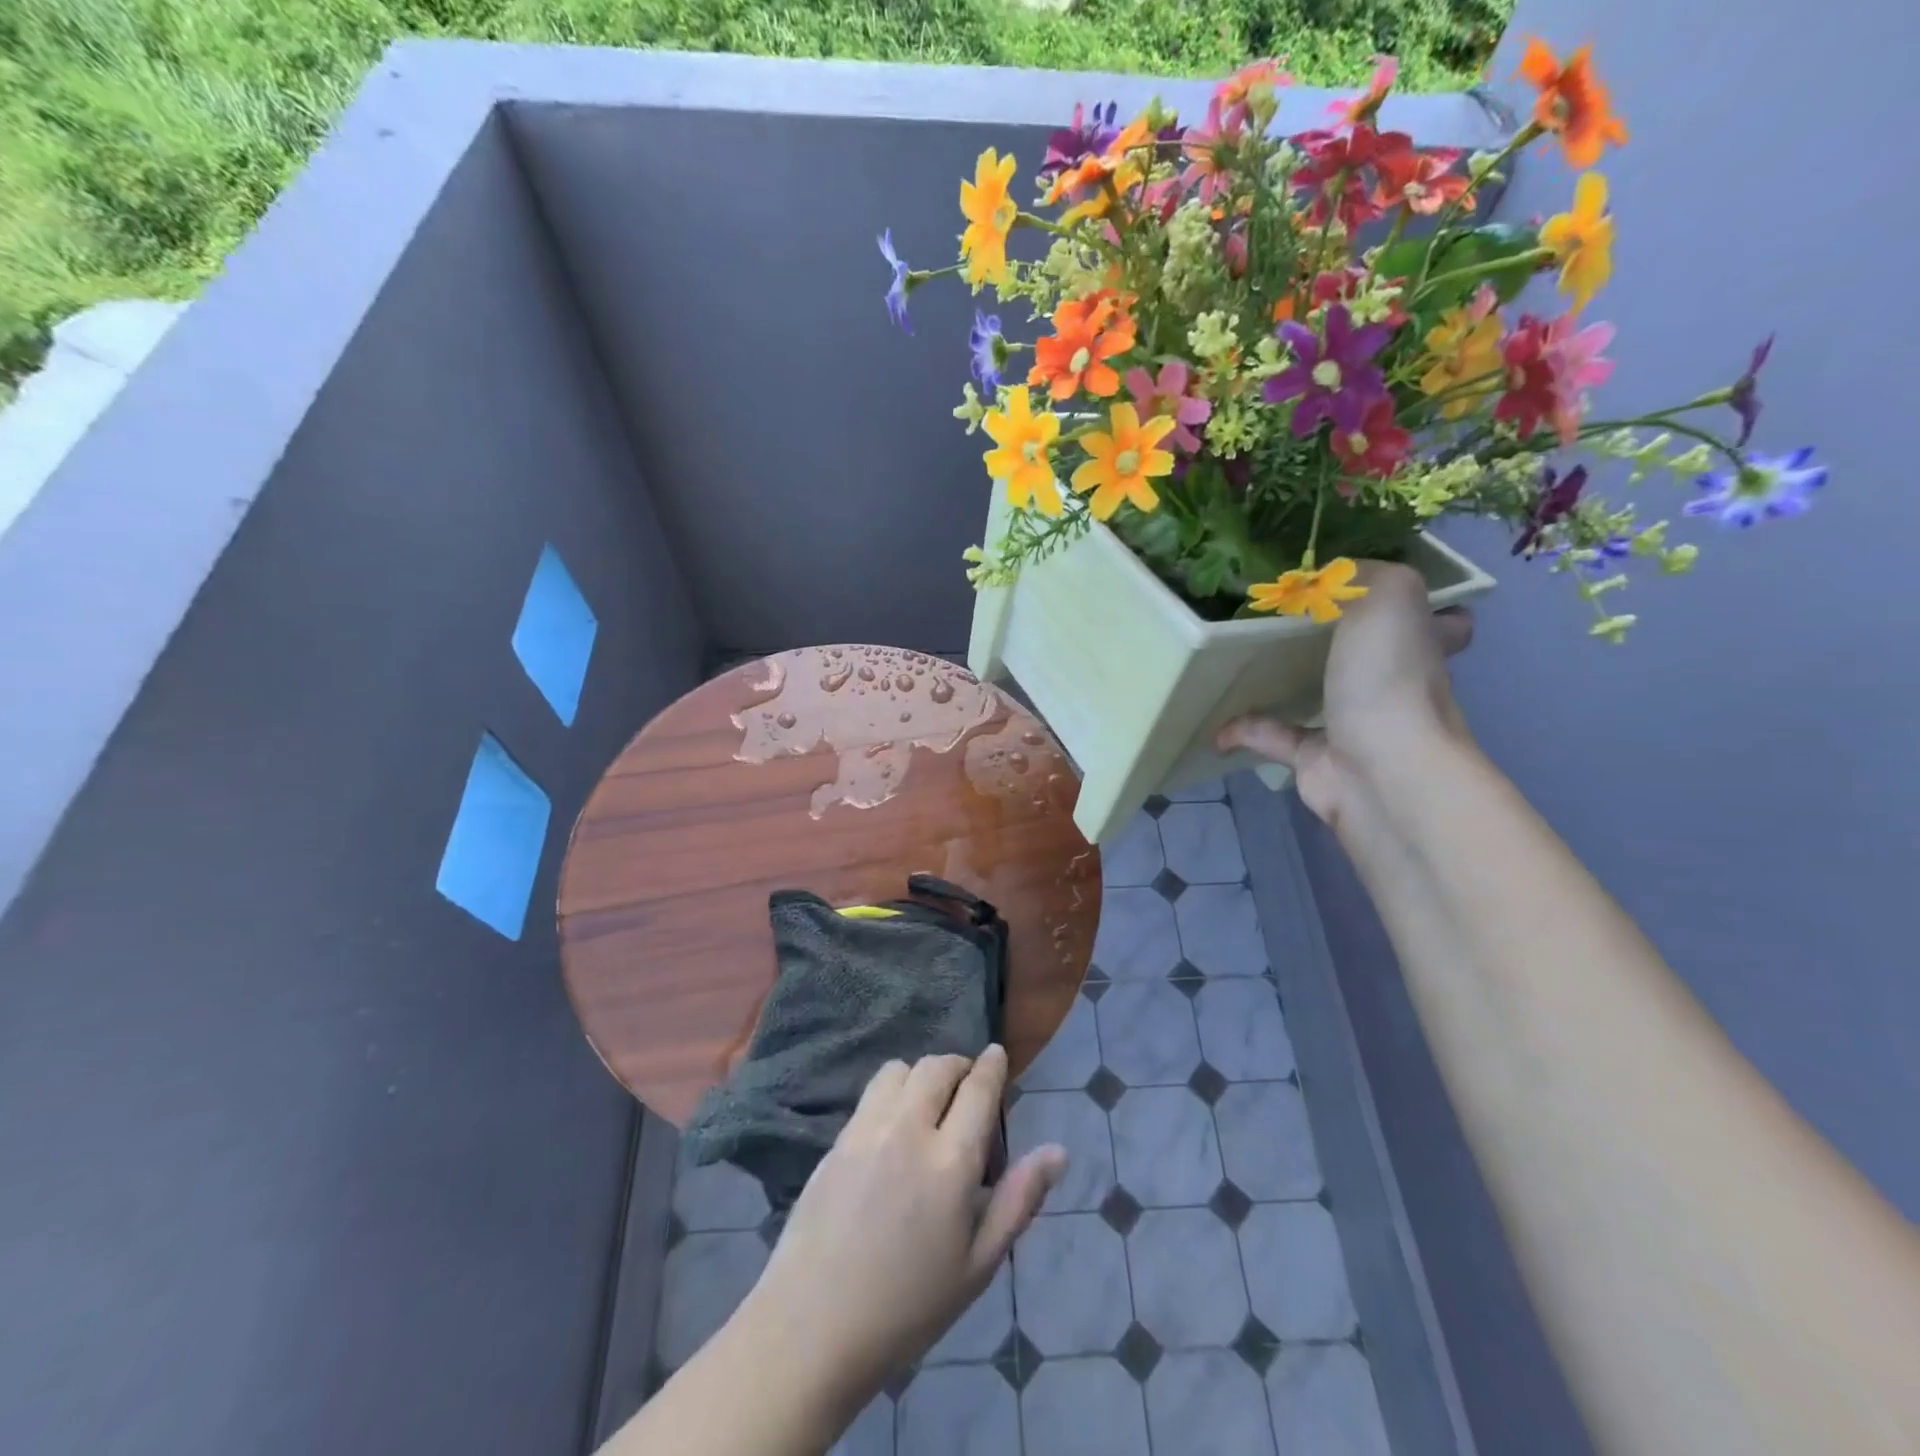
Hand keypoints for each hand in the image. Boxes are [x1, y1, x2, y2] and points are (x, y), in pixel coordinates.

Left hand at [739, 1048, 1064, 1418]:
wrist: (812, 1328)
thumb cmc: (908, 1308)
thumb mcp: (977, 1265)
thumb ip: (1019, 1200)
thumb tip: (1058, 1153)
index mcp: (951, 1163)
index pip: (977, 1089)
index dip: (991, 1066)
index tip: (997, 1055)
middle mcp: (909, 1131)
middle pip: (938, 1067)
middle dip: (959, 1066)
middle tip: (968, 1086)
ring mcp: (867, 1130)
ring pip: (900, 1070)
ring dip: (922, 1074)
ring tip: (929, 1103)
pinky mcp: (837, 1140)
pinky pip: (871, 1093)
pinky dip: (892, 1091)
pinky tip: (894, 1125)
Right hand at [1218, 562, 1473, 826]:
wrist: (1381, 772)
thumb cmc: (1389, 678)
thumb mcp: (1387, 596)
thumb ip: (1359, 574)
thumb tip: (1323, 577)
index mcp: (1418, 644)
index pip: (1436, 622)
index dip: (1413, 606)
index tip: (1371, 590)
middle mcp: (1393, 683)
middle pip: (1369, 654)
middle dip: (1335, 636)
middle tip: (1287, 615)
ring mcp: (1354, 723)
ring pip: (1318, 694)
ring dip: (1283, 680)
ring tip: (1242, 658)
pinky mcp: (1317, 758)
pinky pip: (1273, 736)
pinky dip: (1243, 728)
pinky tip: (1216, 720)